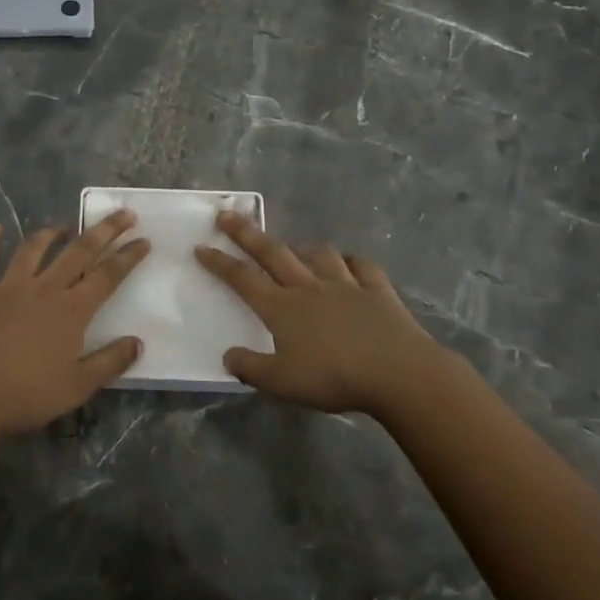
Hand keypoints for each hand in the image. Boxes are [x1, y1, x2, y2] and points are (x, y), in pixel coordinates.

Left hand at [0, 210, 149, 435]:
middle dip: (104, 230)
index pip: (108, 276)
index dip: (128, 256)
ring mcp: (9, 286)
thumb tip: (137, 342)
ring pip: (34, 249)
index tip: (144, 240)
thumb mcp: (78, 387)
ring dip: (51, 234)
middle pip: (79, 251)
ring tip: (64, 226)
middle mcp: (44, 289)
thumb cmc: (28, 394)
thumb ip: (110, 362)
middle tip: (123, 214)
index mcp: (72, 310)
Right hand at [195, 213, 441, 415]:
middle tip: (226, 215)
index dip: (219, 262)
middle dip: (246, 233)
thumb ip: (251, 368)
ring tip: (294, 247)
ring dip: (302, 248)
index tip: (201, 246)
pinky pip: (362, 267)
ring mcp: (346, 285)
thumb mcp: (282, 383)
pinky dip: (352, 262)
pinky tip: (349, 263)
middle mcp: (309, 288)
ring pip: (319, 255)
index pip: (242, 279)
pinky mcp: (378, 292)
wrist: (398, 373)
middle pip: (272, 253)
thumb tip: (229, 355)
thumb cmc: (334, 378)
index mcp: (282, 308)